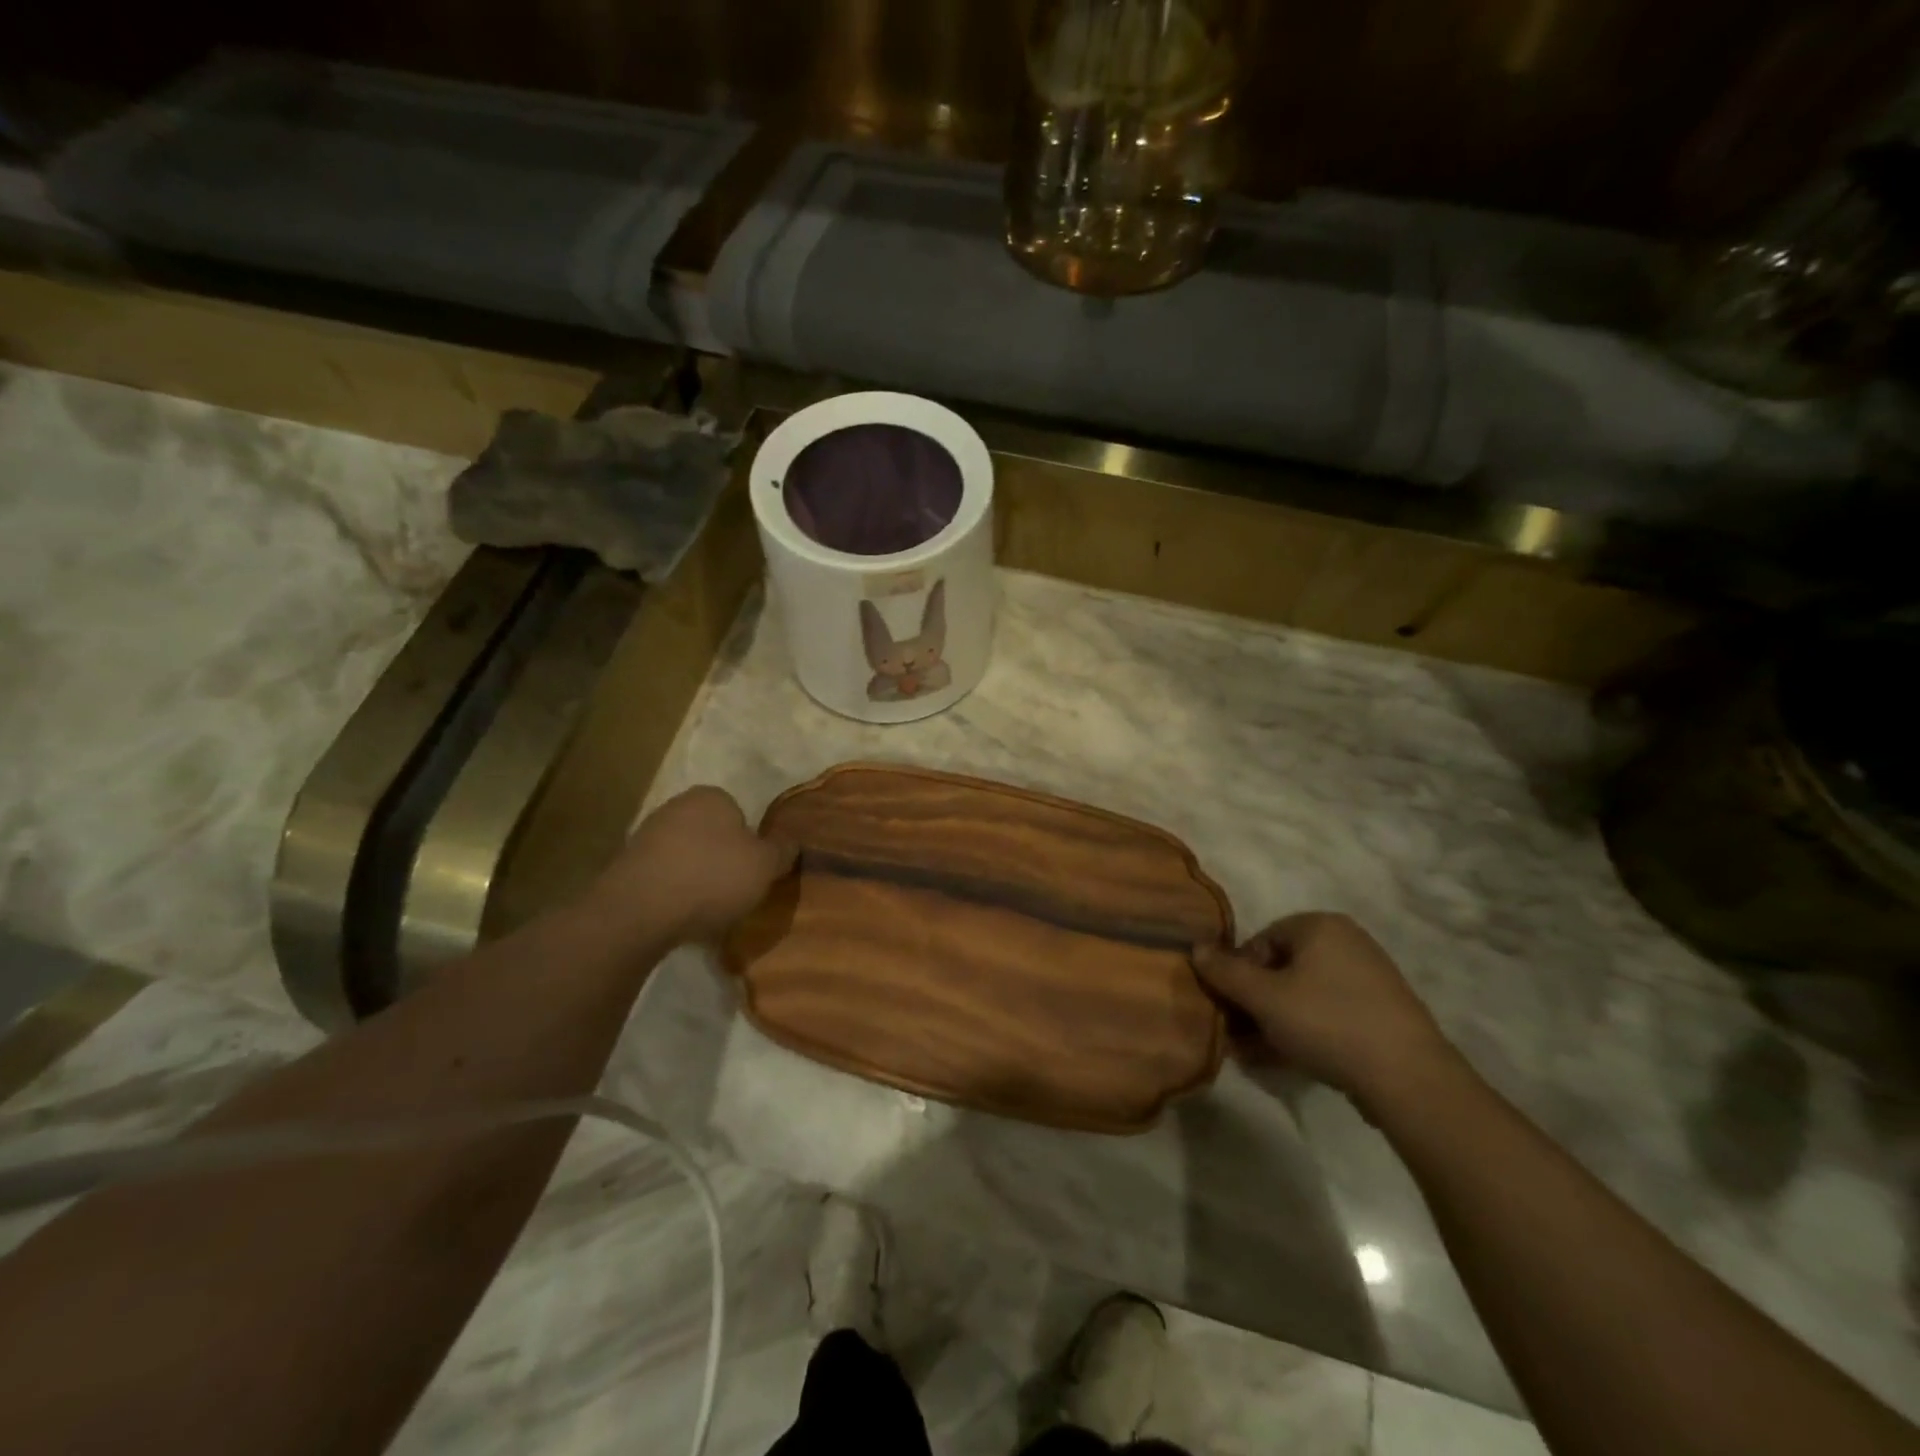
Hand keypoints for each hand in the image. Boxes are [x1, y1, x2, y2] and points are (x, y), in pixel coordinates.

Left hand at [594, 787, 795, 943]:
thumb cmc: (712, 878)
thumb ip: (782, 851)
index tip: (752, 870)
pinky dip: (672, 892)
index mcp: (712, 796)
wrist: (639, 910)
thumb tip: (792, 842)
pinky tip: (678, 915)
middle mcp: (677, 806)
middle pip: (710, 833)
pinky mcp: (625, 866)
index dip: (750, 843)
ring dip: (695, 876)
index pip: (739, 813)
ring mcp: (646, 834)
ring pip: (685, 855)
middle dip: (721, 858)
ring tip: (706, 909)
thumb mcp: (765, 866)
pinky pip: (662, 876)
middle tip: (734, 889)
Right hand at [1192, 913, 1453, 1108]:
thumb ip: (1224, 972)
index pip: (1261, 940)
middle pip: (1282, 968)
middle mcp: (1347, 942)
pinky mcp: (1382, 1014)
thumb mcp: (1264, 998)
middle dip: (1255, 1002)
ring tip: (1255, 1054)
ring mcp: (1369, 978)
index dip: (1238, 974)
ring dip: (1274, 1022)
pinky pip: (1329, 1014)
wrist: (1409, 1078)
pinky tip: (1286, 1060)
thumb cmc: (1327, 1022)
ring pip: (1303, 995)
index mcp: (1320, 925)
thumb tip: (1196, 948)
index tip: (1230, 1008)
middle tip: (1237, 1035)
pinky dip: (1305, 1032)